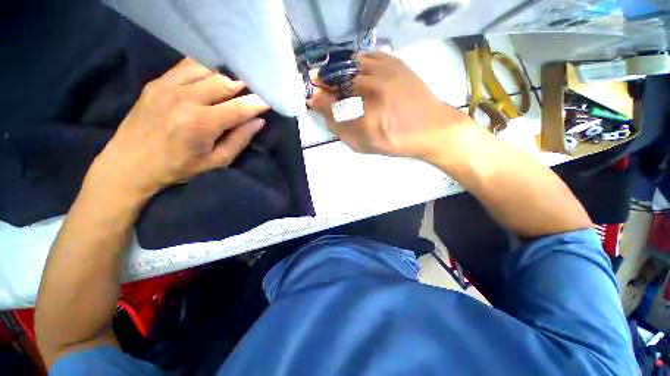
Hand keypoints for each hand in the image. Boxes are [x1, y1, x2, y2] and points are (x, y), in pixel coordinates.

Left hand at [89, 58, 268, 200]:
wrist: (129, 163)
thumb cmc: (178, 168)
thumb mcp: (216, 162)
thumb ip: (239, 140)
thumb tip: (258, 121)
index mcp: (201, 124)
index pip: (240, 107)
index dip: (258, 102)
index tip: (271, 99)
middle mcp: (186, 99)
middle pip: (225, 82)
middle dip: (245, 85)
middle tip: (256, 89)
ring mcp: (169, 86)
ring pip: (208, 69)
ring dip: (227, 75)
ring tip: (237, 83)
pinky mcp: (158, 82)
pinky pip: (188, 65)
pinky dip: (206, 68)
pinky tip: (214, 76)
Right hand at [309, 51, 473, 160]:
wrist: (431, 128)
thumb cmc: (395, 142)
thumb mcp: (363, 145)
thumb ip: (339, 129)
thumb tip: (322, 108)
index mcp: (365, 119)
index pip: (329, 104)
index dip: (316, 99)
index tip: (311, 97)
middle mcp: (373, 91)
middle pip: (336, 80)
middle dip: (325, 83)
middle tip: (323, 89)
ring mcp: (385, 72)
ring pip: (349, 64)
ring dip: (339, 72)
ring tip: (340, 81)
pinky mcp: (395, 62)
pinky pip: (366, 56)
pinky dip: (356, 64)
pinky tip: (357, 74)